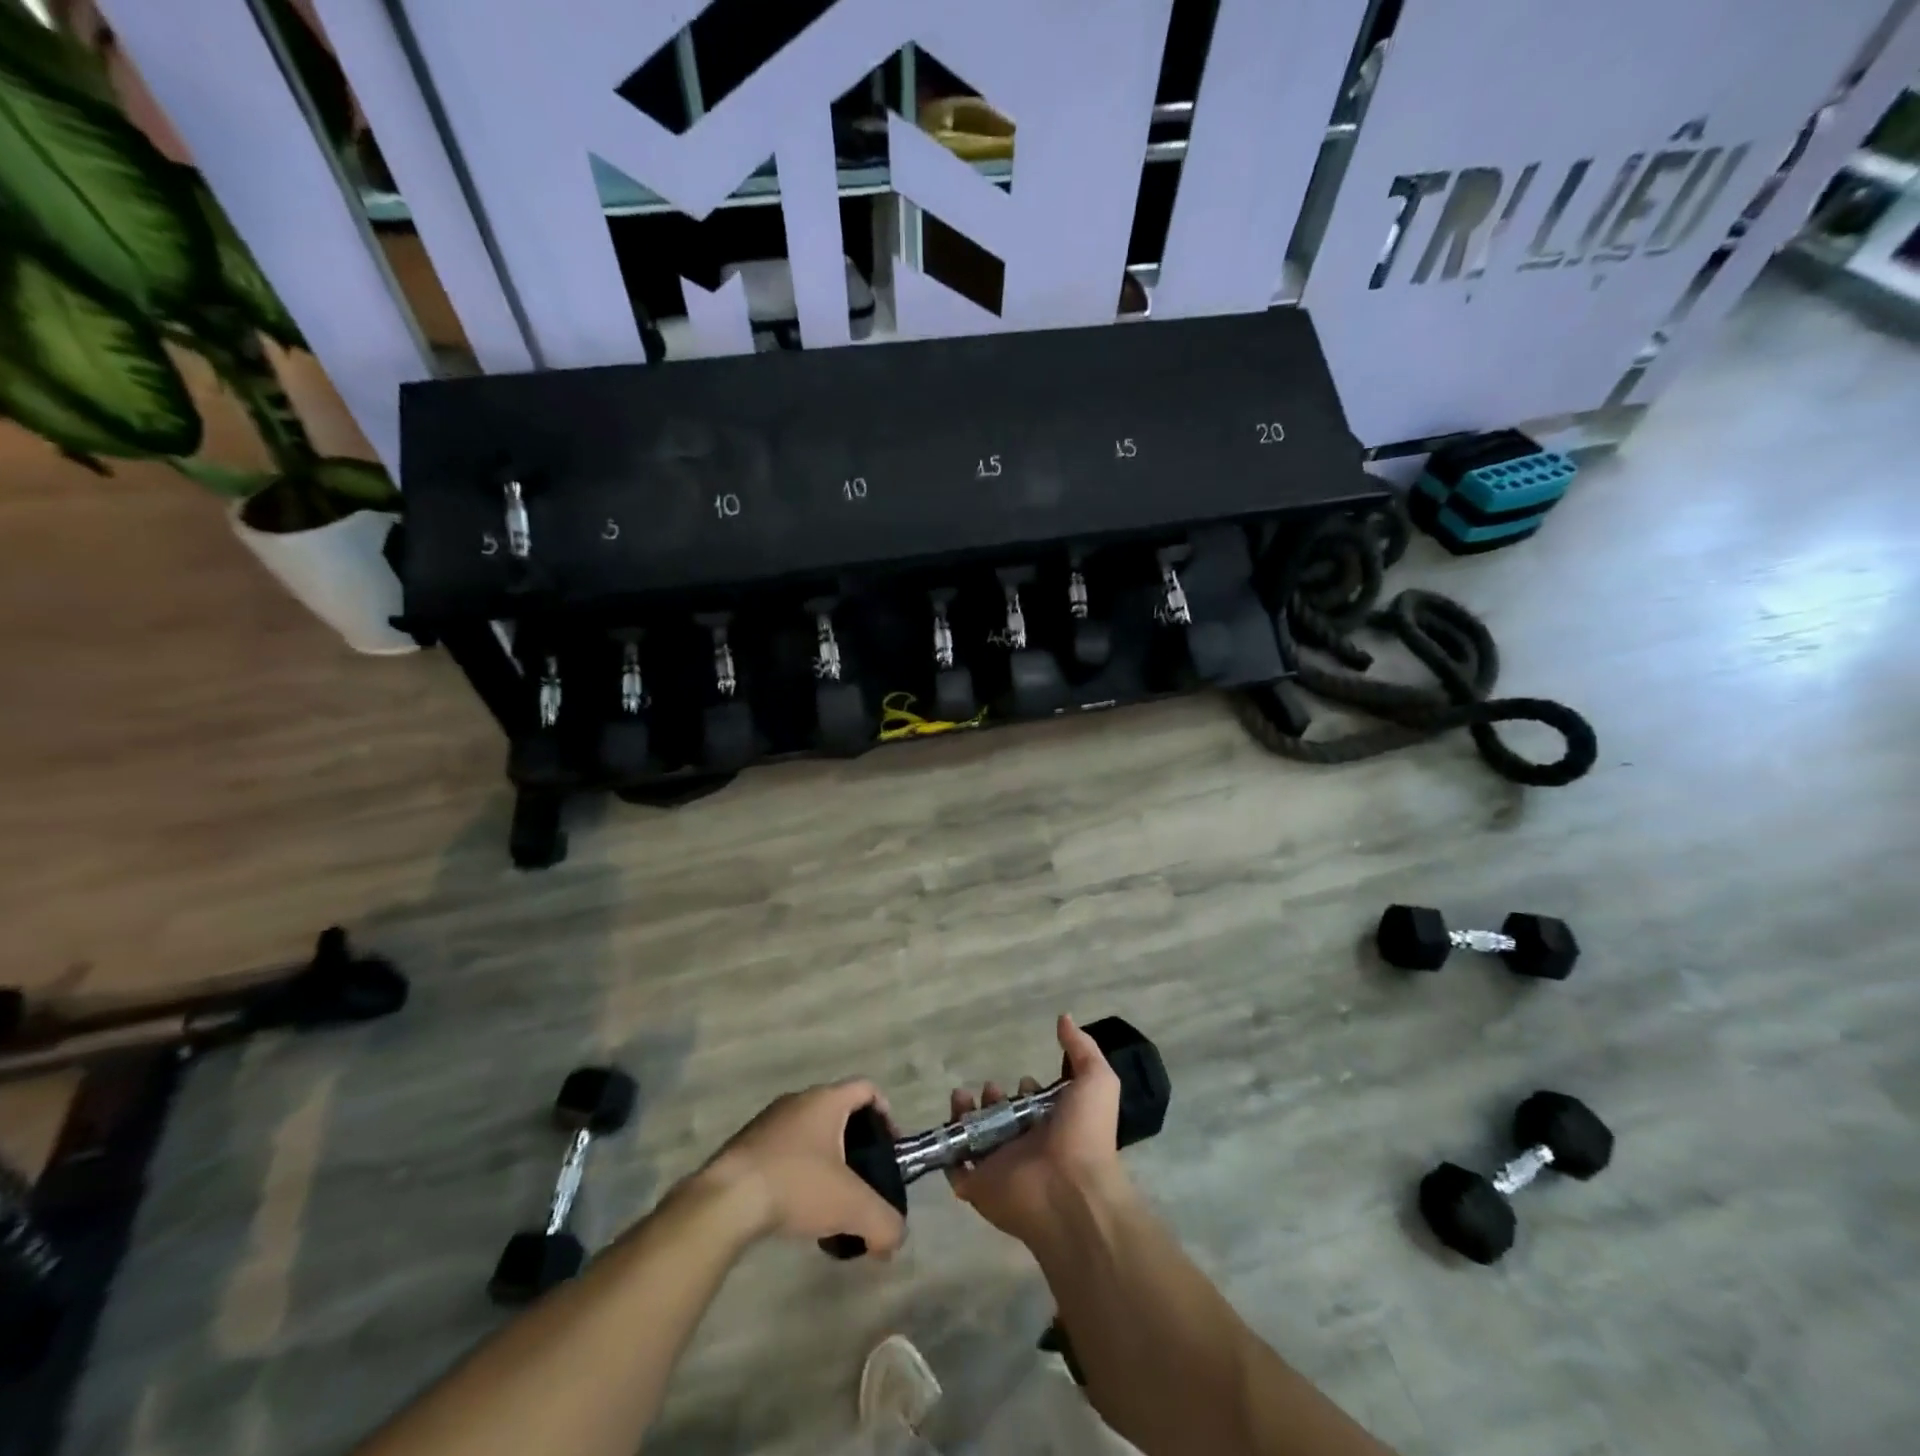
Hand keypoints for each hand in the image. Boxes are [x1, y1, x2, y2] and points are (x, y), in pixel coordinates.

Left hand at [701, 1080, 906, 1254]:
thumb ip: (883, 1223)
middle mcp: (798, 1101)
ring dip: (825, 1162)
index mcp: (826, 1100)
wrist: (725, 1201)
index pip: (867, 1089)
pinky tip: (795, 1209)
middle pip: (838, 1113)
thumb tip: (894, 1240)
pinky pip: (783, 1151)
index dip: (886, 1113)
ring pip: (809, 1134)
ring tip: (829, 1203)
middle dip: (855, 1146)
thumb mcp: (851, 1206)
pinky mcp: (745, 1146)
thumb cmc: (796, 1185)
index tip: (889, 1148)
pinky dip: (798, 1173)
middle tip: (862, 1181)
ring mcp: (768, 1122)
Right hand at [946, 1015, 1131, 1246]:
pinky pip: (956, 1166)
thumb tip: (1064, 1017)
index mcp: (1053, 1124)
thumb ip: (1082, 1048)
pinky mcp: (978, 1185)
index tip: (1024, 1079)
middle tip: (991, 1088)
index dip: (1027, 1088)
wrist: (1071, 1191)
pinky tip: (952, 1123)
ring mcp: (1000, 1166)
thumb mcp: (1096, 1080)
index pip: (1034, 1104)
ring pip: (975, 1136)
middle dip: (992, 1097)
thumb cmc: (1085, 1134)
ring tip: (962, 1096)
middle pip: (1001, 1116)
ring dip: (965, 1114)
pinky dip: (950, 1148)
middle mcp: (1026, 1144)